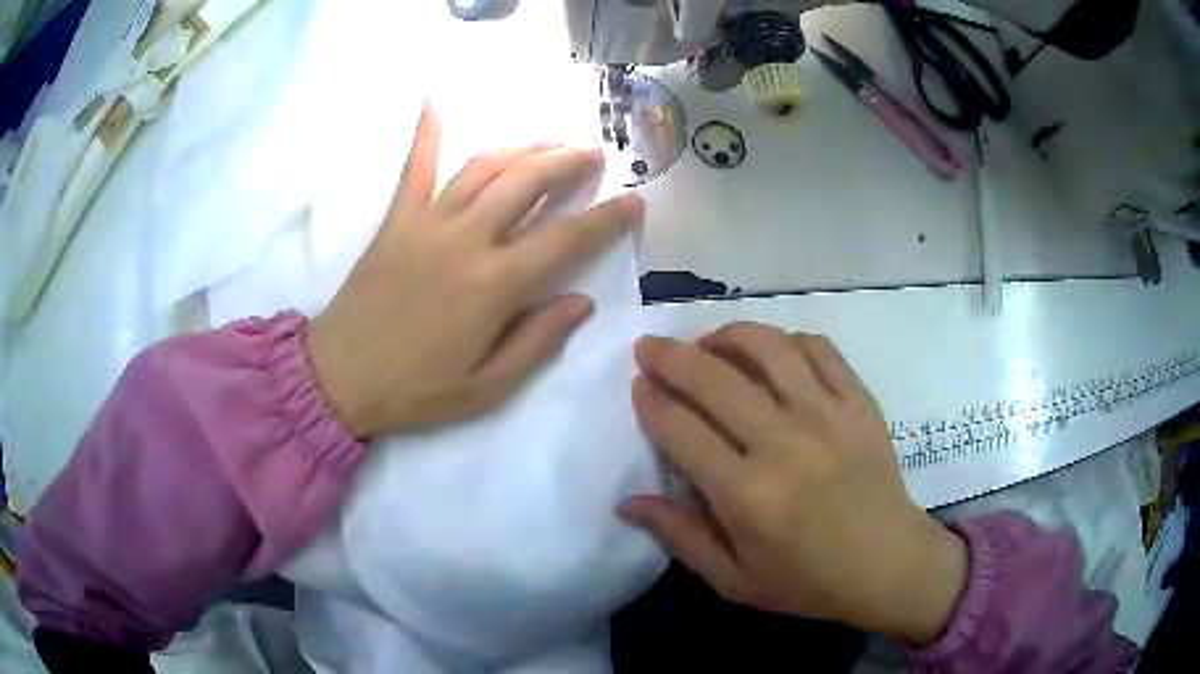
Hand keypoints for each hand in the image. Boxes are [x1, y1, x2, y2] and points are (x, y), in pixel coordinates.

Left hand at [306, 102, 643, 438]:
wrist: (339, 378)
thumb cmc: (417, 390)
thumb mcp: (486, 389)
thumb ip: (536, 341)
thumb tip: (582, 301)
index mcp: (494, 286)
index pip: (565, 239)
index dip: (606, 218)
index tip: (634, 201)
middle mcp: (466, 241)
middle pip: (527, 183)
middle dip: (567, 162)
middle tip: (592, 155)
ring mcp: (427, 223)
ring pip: (484, 167)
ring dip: (522, 147)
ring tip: (548, 142)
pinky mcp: (396, 221)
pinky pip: (415, 168)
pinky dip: (426, 133)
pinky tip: (434, 102)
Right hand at [618, 324, 967, 644]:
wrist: (887, 564)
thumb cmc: (807, 581)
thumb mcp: (734, 580)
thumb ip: (679, 537)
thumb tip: (626, 502)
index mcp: (747, 495)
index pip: (681, 430)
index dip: (651, 401)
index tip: (638, 386)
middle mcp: (784, 444)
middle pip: (714, 380)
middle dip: (670, 357)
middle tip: (649, 347)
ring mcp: (827, 416)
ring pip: (767, 349)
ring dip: (726, 335)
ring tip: (707, 341)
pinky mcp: (859, 402)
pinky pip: (819, 349)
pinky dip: (787, 340)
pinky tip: (771, 350)